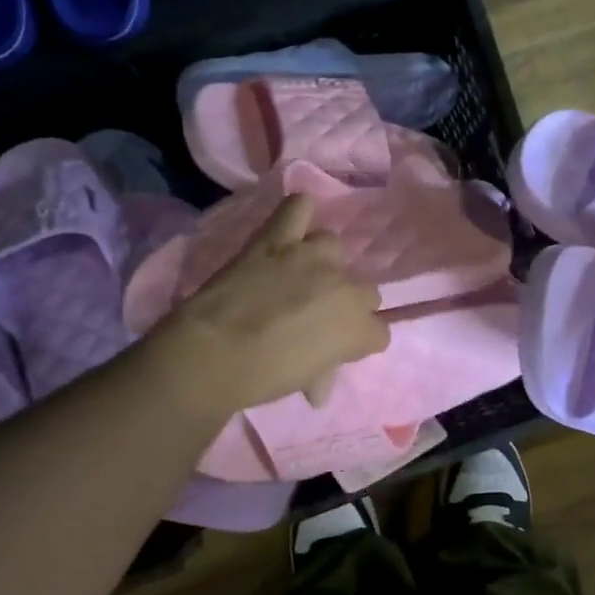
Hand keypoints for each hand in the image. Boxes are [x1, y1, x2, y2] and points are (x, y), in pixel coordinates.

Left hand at [153, 195, 389, 414]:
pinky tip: (292, 227)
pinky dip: (299, 213)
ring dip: (323, 262)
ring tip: (301, 275)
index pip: (379, 333)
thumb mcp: (304, 381)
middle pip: (367, 291)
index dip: (359, 342)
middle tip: (318, 316)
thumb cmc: (264, 378)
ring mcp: (311, 257)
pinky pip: (299, 207)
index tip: (339, 349)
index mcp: (358, 328)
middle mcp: (345, 286)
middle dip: (348, 304)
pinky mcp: (277, 238)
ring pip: (335, 247)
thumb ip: (322, 373)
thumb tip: (318, 386)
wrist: (214, 353)